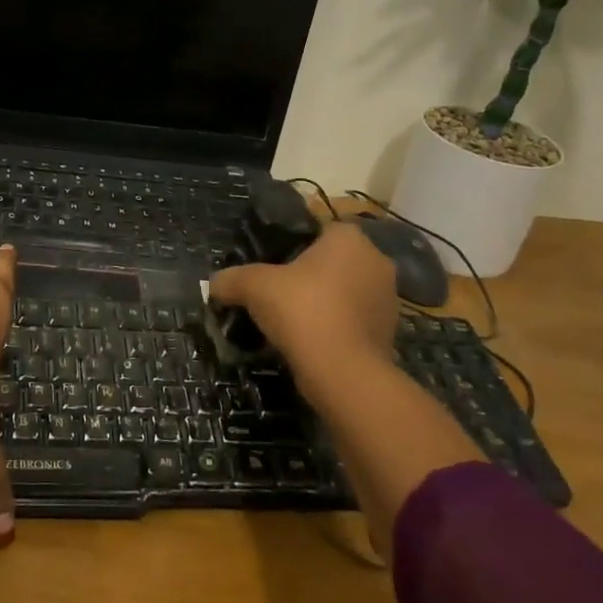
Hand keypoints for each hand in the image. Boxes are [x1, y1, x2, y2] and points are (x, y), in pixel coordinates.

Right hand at [209, 222, 400, 376]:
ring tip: (292, 322)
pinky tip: (311, 342)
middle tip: (278, 293)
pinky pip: (354, 320)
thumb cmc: (302, 310)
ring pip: (346, 292)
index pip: (319, 230)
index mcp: (349, 238)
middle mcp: (375, 261)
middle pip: (333, 261)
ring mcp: (388, 299)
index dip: (293, 246)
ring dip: (324, 302)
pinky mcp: (389, 333)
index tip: (273, 267)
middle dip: (310, 276)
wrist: (343, 372)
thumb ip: (231, 279)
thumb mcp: (253, 287)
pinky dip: (336, 327)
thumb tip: (213, 284)